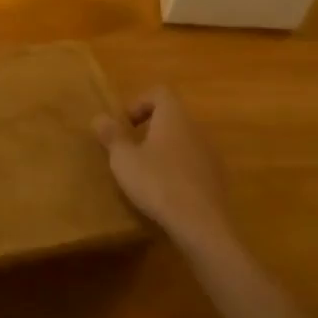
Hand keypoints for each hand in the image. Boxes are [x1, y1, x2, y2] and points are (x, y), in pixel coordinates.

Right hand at [93, 87, 232, 245]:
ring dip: (164, 151)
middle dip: (150, 129)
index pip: (160, 92)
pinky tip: (165, 193)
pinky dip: (178, 171)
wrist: (202, 225)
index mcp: (174, 117)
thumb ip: (112, 136)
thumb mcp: (124, 159)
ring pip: (183, 142)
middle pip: (172, 117)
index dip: (139, 103)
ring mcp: (211, 155)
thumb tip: (99, 118)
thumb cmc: (157, 183)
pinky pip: (194, 165)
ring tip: (146, 174)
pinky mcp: (217, 180)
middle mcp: (196, 129)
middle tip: (130, 150)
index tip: (125, 126)